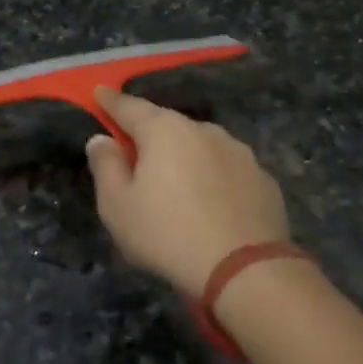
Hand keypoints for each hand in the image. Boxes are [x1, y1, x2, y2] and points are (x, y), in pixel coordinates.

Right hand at [84, 87, 290, 297]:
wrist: (245, 271)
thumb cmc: (168, 234)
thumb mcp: (117, 206)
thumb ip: (106, 167)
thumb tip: (101, 139)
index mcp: (164, 131)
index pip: (130, 107)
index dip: (111, 101)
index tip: (99, 92)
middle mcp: (204, 130)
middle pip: (168, 125)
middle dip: (150, 135)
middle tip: (136, 152)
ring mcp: (239, 152)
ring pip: (200, 146)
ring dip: (185, 157)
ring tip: (176, 184)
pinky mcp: (263, 178)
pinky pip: (226, 170)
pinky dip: (213, 178)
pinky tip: (211, 204)